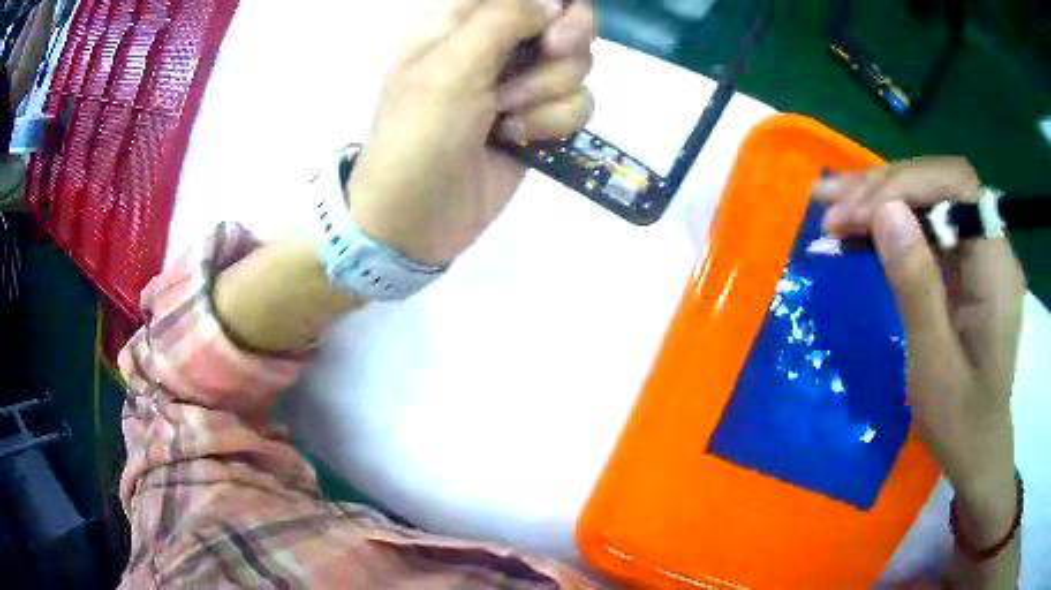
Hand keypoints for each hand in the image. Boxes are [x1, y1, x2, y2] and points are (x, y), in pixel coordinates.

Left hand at [347, 0, 594, 264]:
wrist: (416, 218)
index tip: (551, 25)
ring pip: (577, 64)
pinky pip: (578, 104)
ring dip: (546, 91)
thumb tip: (554, 1)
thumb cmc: (418, 136)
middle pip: (566, 19)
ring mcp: (521, 82)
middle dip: (564, 42)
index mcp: (462, 20)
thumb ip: (504, 19)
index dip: (551, 2)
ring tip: (504, 115)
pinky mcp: (539, 119)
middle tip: (549, 54)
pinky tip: (518, 138)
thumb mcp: (449, 68)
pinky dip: (553, 122)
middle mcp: (497, 43)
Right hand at [813, 157, 1025, 535]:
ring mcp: (977, 256)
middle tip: (829, 206)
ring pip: (930, 200)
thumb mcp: (933, 366)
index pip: (956, 187)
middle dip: (885, 188)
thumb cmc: (960, 423)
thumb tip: (886, 213)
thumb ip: (916, 287)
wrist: (977, 452)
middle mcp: (991, 247)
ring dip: (881, 199)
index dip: (906, 184)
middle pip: (939, 185)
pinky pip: (927, 230)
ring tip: (831, 206)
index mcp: (996, 268)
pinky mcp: (963, 268)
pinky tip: (858, 232)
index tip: (856, 214)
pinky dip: (890, 225)